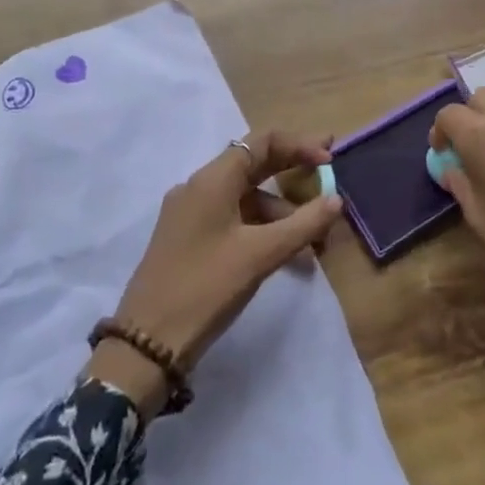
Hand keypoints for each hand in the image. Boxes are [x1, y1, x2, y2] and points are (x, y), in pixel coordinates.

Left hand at [88, 130, 342, 416]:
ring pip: (245, 198)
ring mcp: (191, 214)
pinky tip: (286, 255)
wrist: (147, 343)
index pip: (261, 142)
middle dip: (293, 171)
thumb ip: (303, 224)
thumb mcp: (260, 255)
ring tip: (313, 241)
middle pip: (253, 165)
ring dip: (281, 211)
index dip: (299, 145)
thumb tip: (337, 199)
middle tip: (329, 175)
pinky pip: (233, 219)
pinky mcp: (189, 238)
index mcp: (212, 180)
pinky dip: (262, 229)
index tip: (330, 158)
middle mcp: (199, 187)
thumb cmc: (206, 288)